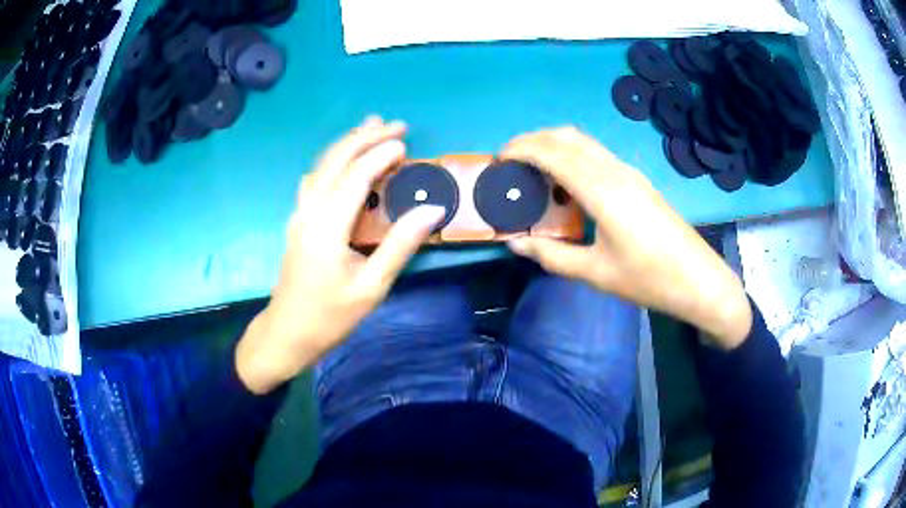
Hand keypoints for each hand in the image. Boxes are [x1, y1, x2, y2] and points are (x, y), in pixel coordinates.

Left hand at [236, 117, 445, 393]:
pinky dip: (334, 161)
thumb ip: (400, 246)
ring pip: (322, 166)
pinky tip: (344, 161)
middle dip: (365, 138)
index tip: (406, 145)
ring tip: (371, 128)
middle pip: (335, 161)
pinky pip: (315, 179)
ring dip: (348, 144)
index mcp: (326, 226)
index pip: (355, 177)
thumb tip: (433, 210)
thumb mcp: (371, 287)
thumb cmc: (330, 316)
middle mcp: (309, 211)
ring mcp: (299, 214)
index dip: (380, 155)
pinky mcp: (298, 221)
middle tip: (396, 125)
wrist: (287, 332)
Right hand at [502, 127, 751, 348]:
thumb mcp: (595, 273)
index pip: (552, 153)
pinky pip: (597, 154)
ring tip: (533, 169)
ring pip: (583, 142)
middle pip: (566, 136)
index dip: (520, 149)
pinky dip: (572, 155)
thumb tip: (515, 244)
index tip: (498, 161)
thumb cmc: (648, 278)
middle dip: (533, 140)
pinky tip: (567, 183)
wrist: (698, 279)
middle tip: (511, 162)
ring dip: (554, 145)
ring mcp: (629, 172)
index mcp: (601, 191)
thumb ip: (552, 256)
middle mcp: (614, 171)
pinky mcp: (637, 180)